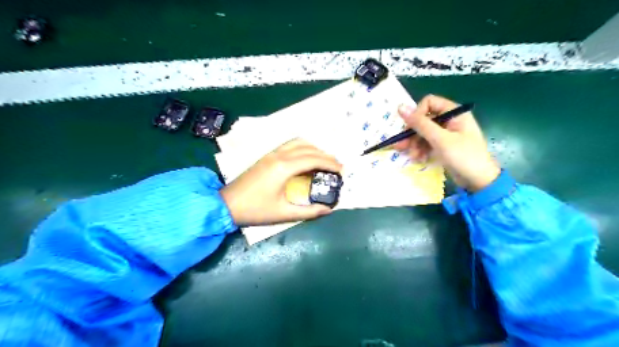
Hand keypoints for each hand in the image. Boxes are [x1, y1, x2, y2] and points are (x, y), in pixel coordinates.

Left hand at [220, 139, 342, 225]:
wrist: (226, 204)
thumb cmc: (255, 210)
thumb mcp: (283, 214)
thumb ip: (309, 211)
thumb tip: (329, 209)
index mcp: (284, 168)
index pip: (313, 159)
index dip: (330, 163)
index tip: (342, 171)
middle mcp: (279, 156)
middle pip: (308, 148)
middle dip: (325, 155)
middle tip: (337, 167)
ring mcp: (271, 154)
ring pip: (298, 142)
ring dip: (314, 149)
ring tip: (323, 161)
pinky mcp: (266, 156)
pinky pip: (289, 145)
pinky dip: (303, 148)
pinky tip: (306, 159)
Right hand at [393, 95, 498, 192]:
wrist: (479, 181)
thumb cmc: (463, 157)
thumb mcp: (440, 139)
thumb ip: (420, 124)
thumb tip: (400, 107)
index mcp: (454, 113)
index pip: (429, 103)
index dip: (417, 114)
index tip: (410, 129)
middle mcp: (450, 120)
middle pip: (424, 119)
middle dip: (413, 133)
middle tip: (402, 146)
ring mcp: (446, 133)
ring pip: (423, 133)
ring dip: (415, 144)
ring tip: (414, 157)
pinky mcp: (443, 145)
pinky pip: (427, 143)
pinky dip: (421, 150)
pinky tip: (419, 159)